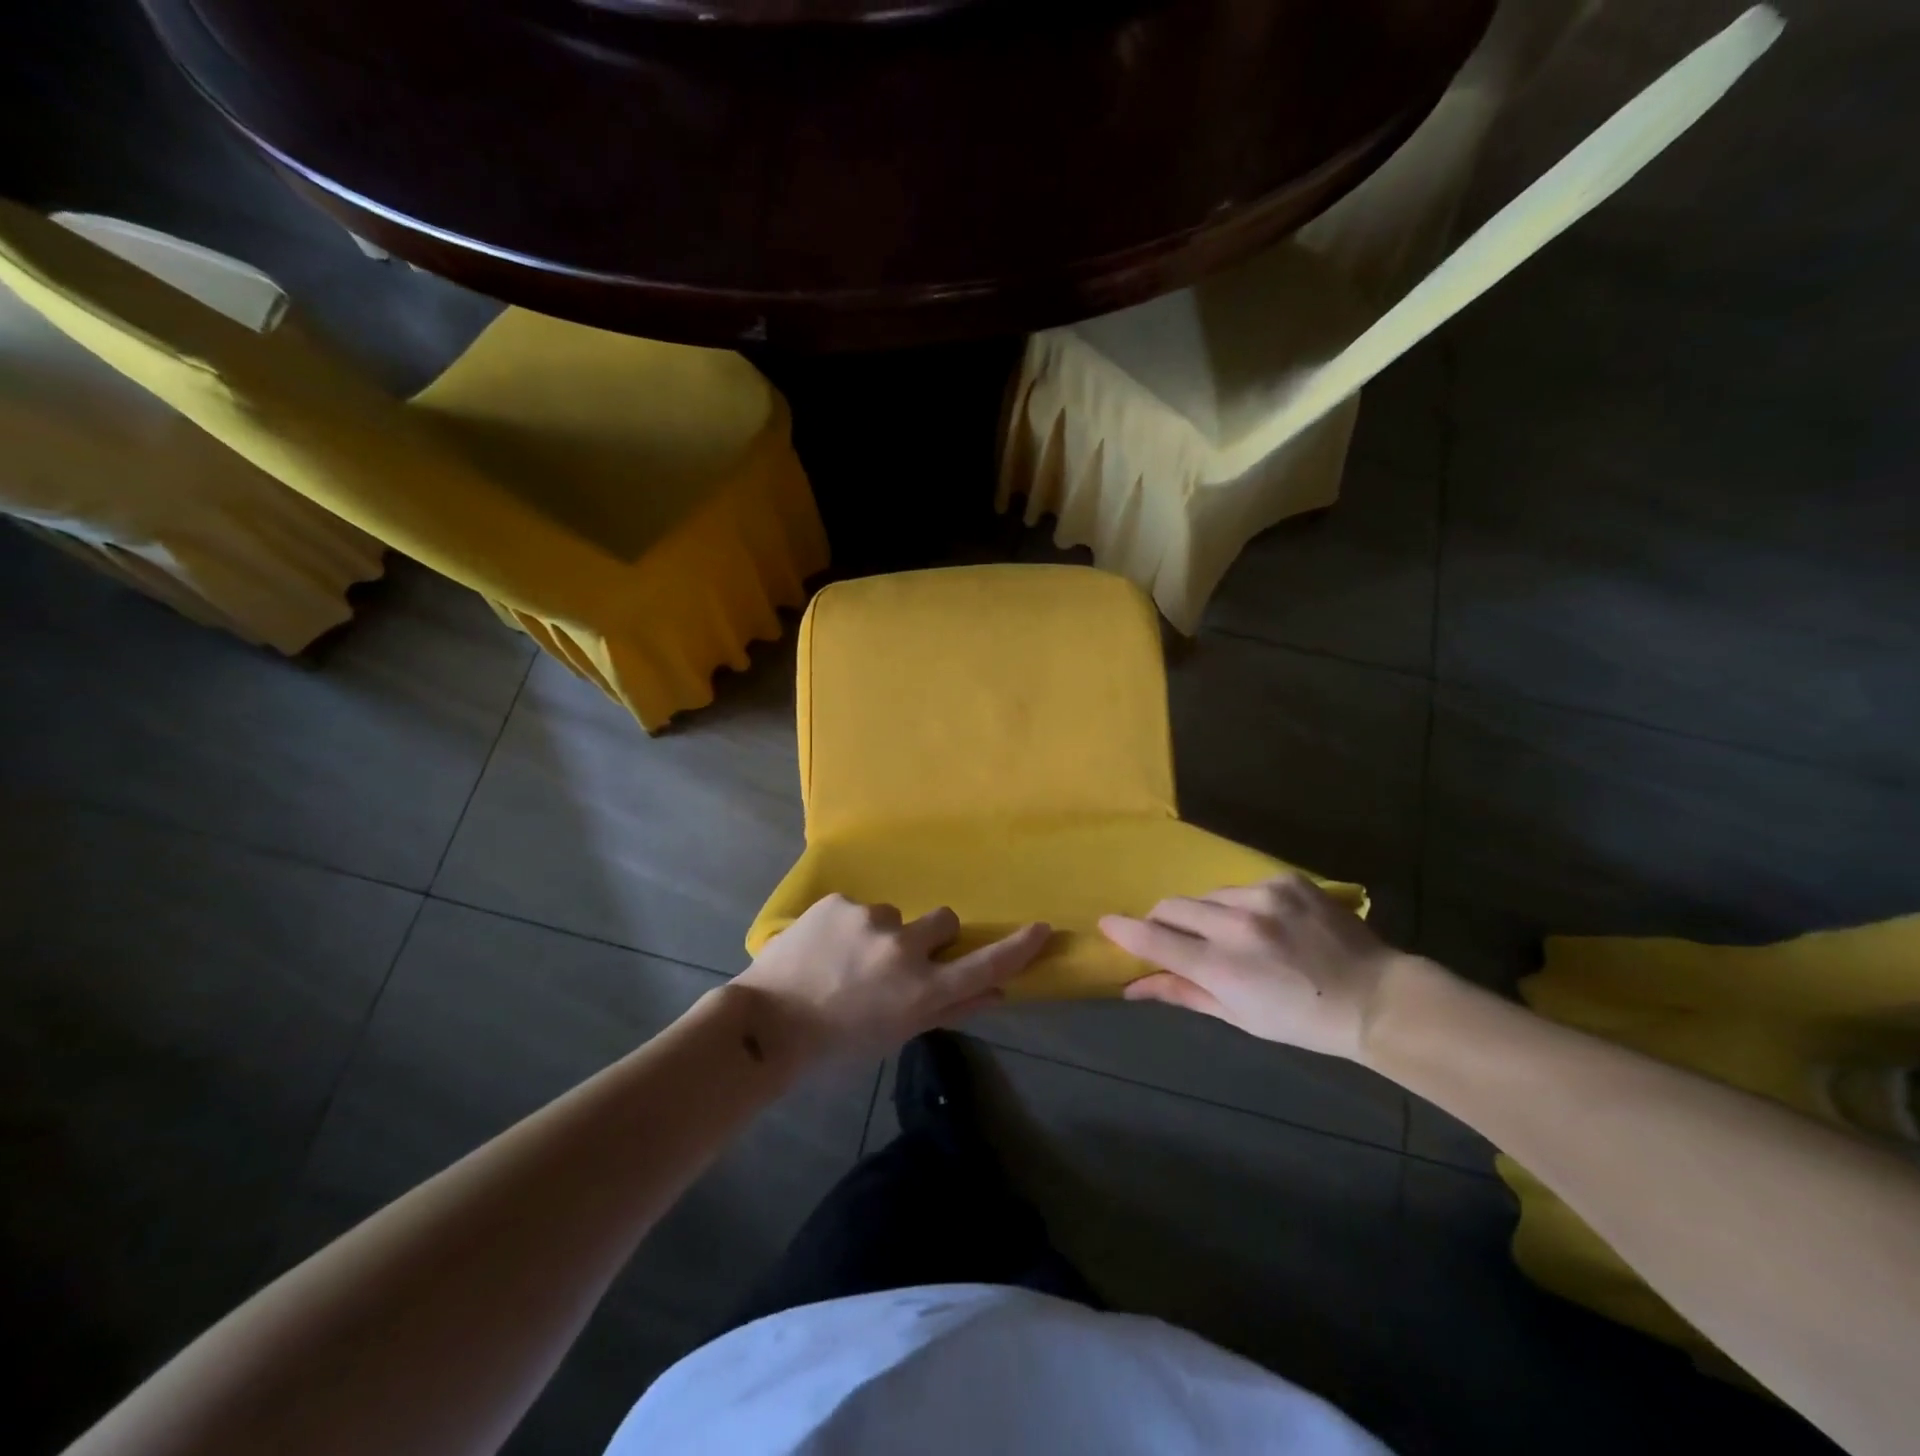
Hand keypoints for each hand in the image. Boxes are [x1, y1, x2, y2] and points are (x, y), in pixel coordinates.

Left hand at [735, 894, 1049, 1060]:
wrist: (766, 1023)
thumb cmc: (837, 1043)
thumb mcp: (897, 1036)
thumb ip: (949, 1011)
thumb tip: (996, 993)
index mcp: (921, 991)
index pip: (984, 965)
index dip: (1017, 948)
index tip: (1041, 928)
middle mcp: (904, 948)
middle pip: (944, 921)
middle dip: (930, 936)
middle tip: (898, 959)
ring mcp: (870, 920)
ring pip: (894, 915)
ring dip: (881, 933)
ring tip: (845, 960)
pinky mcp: (839, 902)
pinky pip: (858, 908)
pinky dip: (848, 925)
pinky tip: (822, 948)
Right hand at [1099, 873, 1415, 1059]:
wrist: (1375, 997)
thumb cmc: (1302, 1020)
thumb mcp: (1239, 1016)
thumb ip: (1183, 993)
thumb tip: (1133, 988)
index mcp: (1223, 968)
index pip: (1155, 940)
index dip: (1125, 931)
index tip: (1106, 923)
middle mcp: (1237, 925)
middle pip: (1172, 907)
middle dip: (1162, 921)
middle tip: (1174, 938)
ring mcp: (1264, 897)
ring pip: (1206, 895)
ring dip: (1203, 913)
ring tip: (1230, 934)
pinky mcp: (1286, 880)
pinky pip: (1241, 885)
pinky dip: (1239, 903)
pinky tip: (1263, 922)